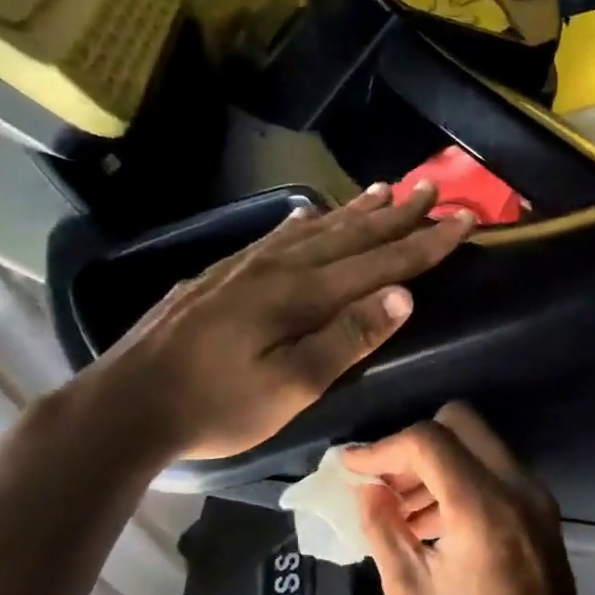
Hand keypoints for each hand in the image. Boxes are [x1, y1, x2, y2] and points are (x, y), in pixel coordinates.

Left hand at [81, 184, 472, 462]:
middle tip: (433, 187)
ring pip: (314, 229)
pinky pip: (276, 237)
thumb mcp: (292, 386)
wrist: (129, 403)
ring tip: (384, 189)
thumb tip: (403, 295)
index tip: (465, 219)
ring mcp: (244, 267)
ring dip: (354, 211)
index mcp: (302, 295)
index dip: (426, 242)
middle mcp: (278, 268)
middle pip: (350, 234)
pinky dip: (303, 223)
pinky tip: (306, 215)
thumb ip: (347, 338)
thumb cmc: (217, 406)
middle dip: (397, 214)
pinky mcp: (220, 276)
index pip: (380, 262)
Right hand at [345, 403, 593, 594]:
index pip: (428, 441)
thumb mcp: (410, 593)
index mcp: (483, 510)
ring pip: (479, 442)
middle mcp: (517, 488)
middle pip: (459, 422)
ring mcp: (536, 495)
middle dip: (414, 444)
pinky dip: (461, 477)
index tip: (353, 470)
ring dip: (438, 462)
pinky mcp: (542, 508)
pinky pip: (495, 468)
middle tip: (386, 484)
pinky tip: (436, 521)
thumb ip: (383, 530)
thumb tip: (365, 488)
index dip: (383, 449)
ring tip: (404, 510)